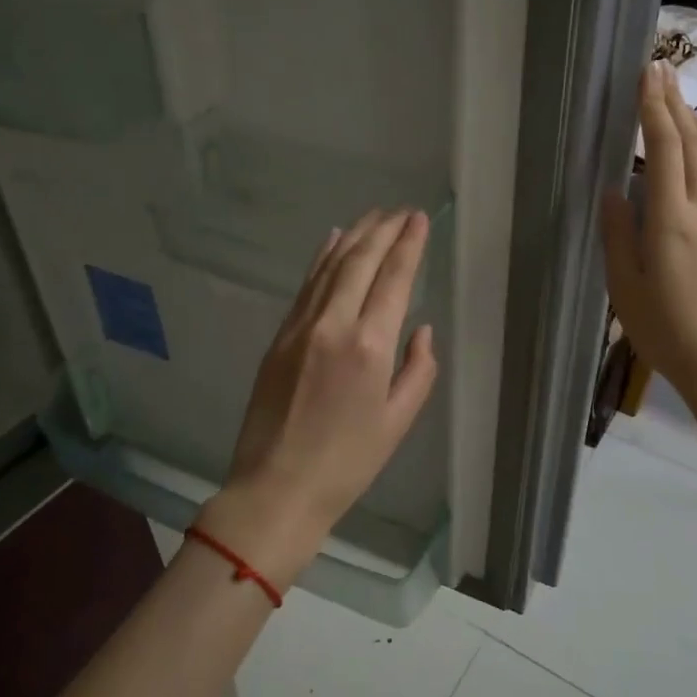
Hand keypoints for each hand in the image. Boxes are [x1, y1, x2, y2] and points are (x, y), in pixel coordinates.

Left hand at [197, 209, 439, 588]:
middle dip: (383, 230)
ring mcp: (301, 327)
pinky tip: (333, 240)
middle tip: (400, 210)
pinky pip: (306, 285)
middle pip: (360, 261)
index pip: (394, 278)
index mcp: (370, 347)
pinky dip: (322, 258)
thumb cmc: (347, 463)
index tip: (418, 219)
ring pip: (330, 266)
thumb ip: (418, 370)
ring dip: (354, 236)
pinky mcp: (279, 336)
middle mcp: (334, 325)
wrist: (276, 487)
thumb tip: (420, 329)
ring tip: (373, 216)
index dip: (408, 244)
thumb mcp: (398, 422)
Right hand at [601, 64, 696, 418]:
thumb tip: (612, 190)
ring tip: (680, 100)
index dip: (655, 110)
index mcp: (671, 221)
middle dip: (675, 104)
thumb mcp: (625, 287)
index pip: (665, 150)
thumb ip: (619, 234)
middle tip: (661, 70)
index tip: (647, 75)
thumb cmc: (664, 331)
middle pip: (693, 145)